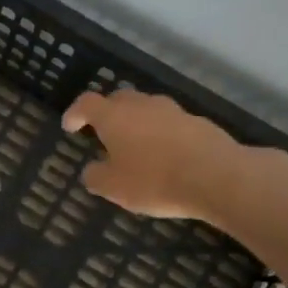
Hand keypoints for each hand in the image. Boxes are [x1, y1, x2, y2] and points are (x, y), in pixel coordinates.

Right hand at [62, 88, 254, 224]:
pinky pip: (172, 124)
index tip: (70, 126)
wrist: (217, 177)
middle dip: (108, 113)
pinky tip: (167, 155)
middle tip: (104, 132)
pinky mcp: (198, 123)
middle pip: (119, 99)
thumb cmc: (154, 180)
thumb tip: (92, 170)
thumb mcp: (114, 188)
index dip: (75, 113)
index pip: (87, 103)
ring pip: (148, 109)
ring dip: (138, 122)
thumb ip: (96, 177)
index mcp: (114, 117)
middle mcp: (142, 105)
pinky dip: (163, 134)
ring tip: (137, 145)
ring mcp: (173, 111)